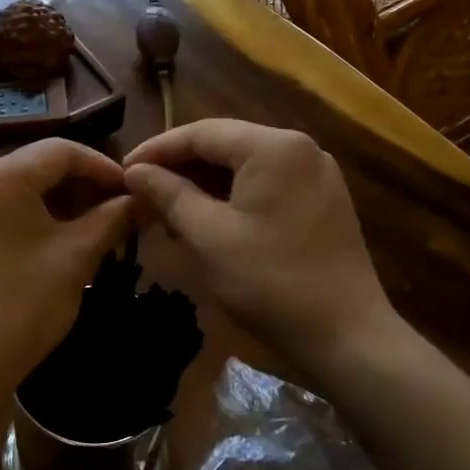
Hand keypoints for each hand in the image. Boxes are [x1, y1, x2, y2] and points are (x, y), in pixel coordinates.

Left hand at [0, 139, 133, 394]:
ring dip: (61, 202)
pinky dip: (34, 216)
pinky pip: (2, 208)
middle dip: (83, 186)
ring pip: (21, 188)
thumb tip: (146, 198)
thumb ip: (114, 218)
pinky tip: (62, 237)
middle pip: (38, 166)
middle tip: (121, 209)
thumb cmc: (24, 304)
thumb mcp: (76, 256)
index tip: (135, 190)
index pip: (61, 151)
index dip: (104, 167)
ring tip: (99, 225)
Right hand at [124, 119, 397, 379]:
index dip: (157, 149)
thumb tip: (135, 170)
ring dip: (205, 185)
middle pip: (226, 145)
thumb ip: (169, 194)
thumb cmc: (269, 281)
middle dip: (180, 168)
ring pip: (246, 167)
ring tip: (168, 213)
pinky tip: (208, 221)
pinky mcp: (323, 201)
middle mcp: (301, 148)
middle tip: (141, 193)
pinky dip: (233, 198)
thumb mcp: (208, 235)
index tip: (123, 171)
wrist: (346, 335)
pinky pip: (268, 186)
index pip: (202, 133)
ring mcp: (317, 174)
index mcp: (274, 146)